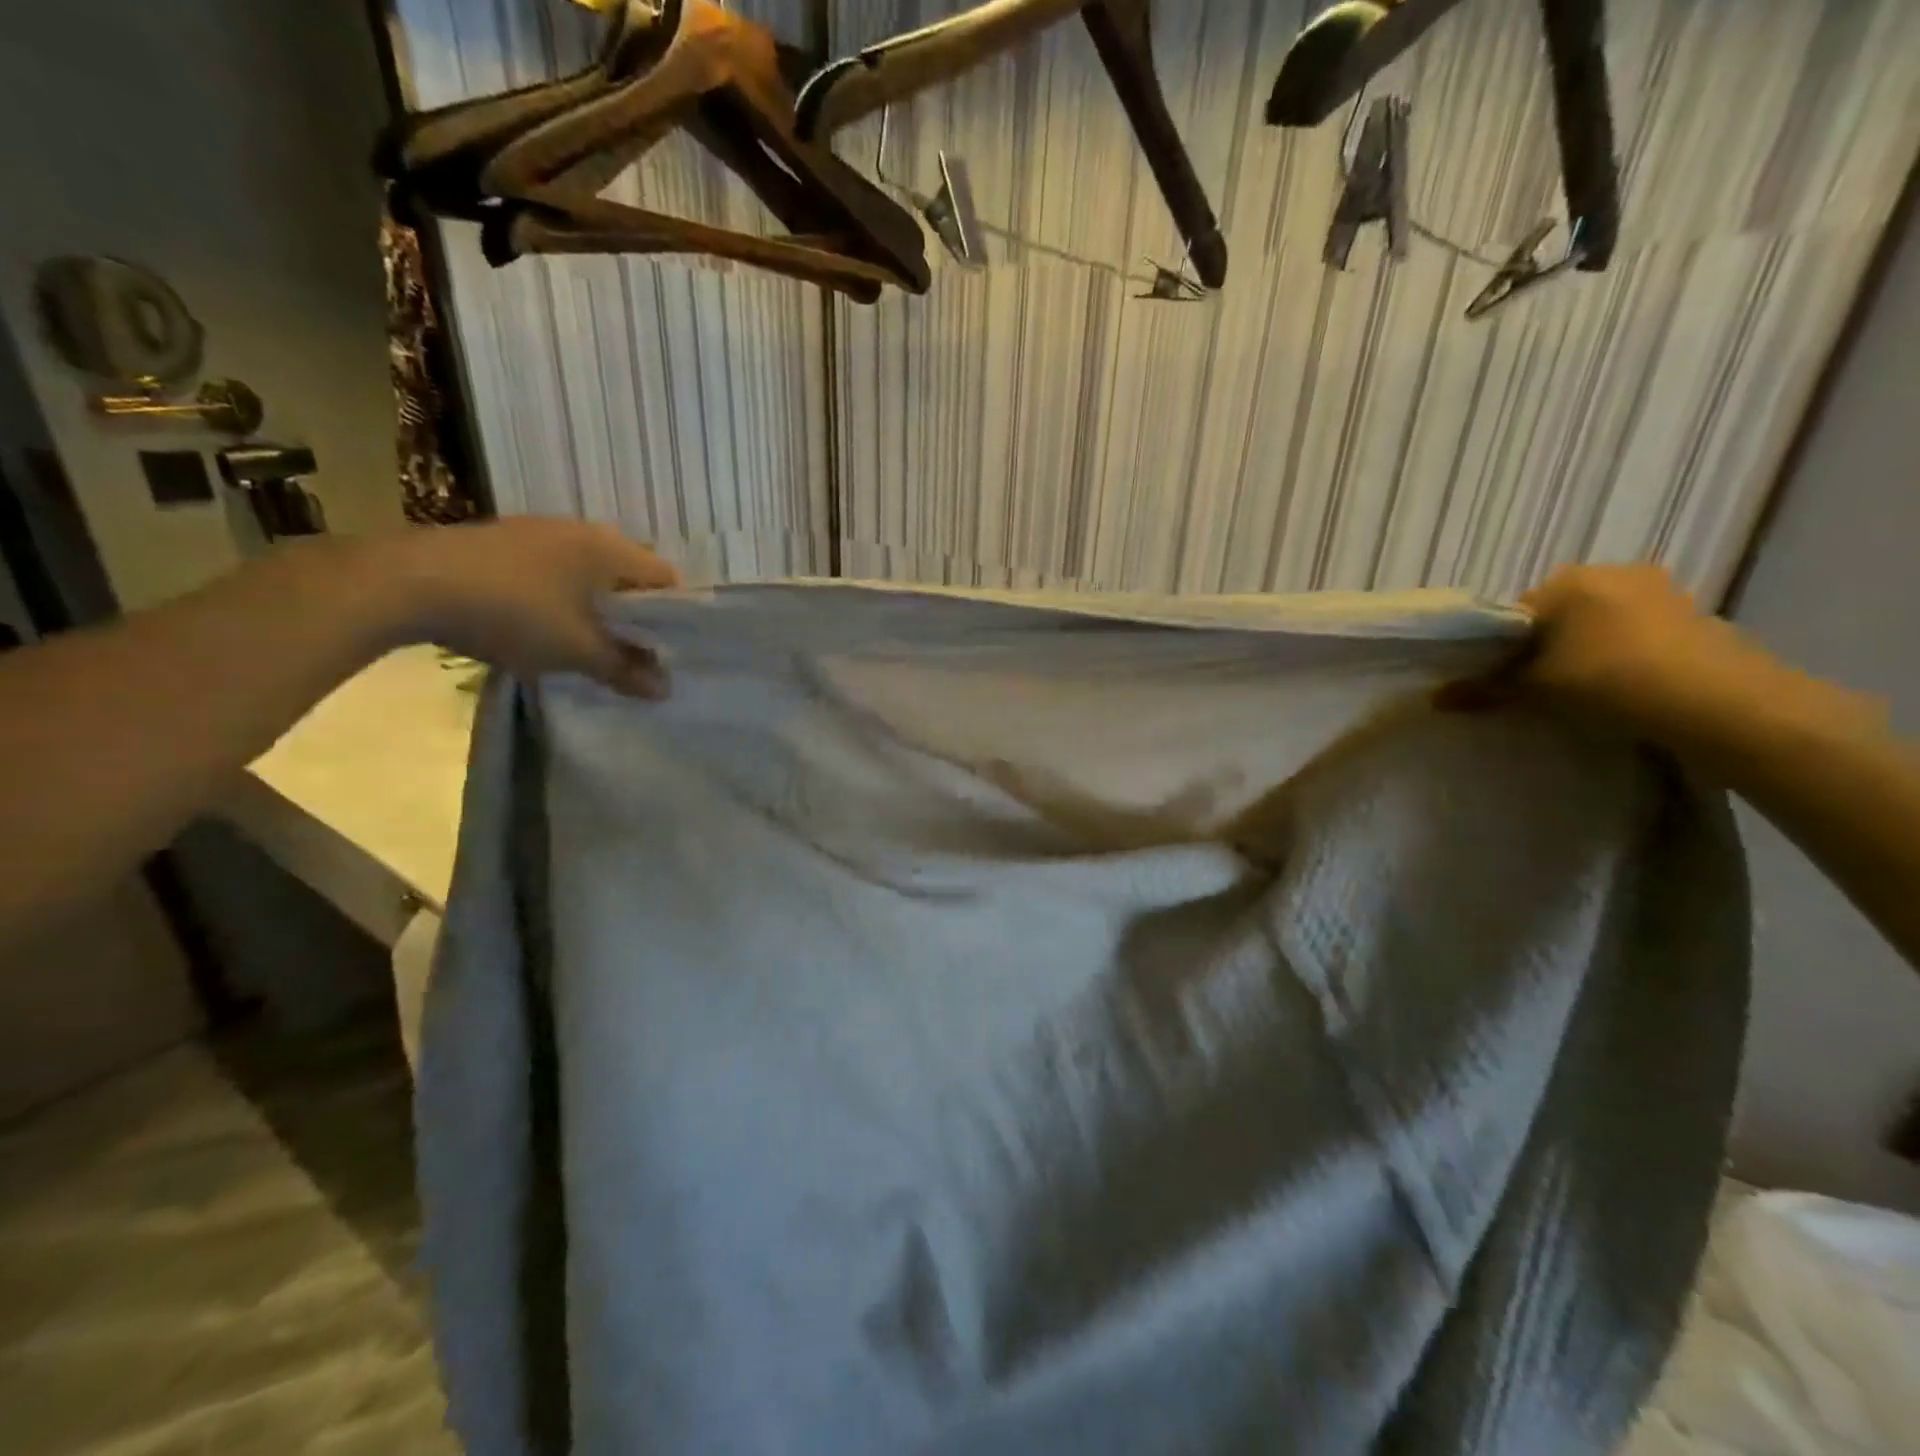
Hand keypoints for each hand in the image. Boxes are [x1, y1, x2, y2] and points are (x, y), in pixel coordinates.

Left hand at [373, 519, 680, 696]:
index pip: (666, 578)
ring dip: (595, 607)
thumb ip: (625, 669)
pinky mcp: (503, 541)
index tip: (666, 651)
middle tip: (630, 653)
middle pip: (628, 575)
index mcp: (610, 549)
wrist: (406, 583)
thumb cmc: (512, 612)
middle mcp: (581, 530)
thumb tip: (665, 690)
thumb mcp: (576, 651)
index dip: (674, 616)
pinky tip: (542, 624)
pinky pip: (554, 570)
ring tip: (587, 643)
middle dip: (634, 615)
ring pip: (588, 573)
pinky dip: (561, 597)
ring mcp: (538, 531)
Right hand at [1515, 563, 1871, 751]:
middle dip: (1546, 646)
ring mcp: (1661, 590)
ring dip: (1587, 650)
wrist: (1720, 703)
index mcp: (1566, 580)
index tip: (1503, 679)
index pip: (1513, 613)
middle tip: (1541, 686)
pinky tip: (1624, 687)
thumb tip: (1435, 697)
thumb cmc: (1608, 681)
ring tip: (1584, 690)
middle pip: (1558, 614)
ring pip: (1600, 623)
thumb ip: (1483, 689)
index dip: (1502, 649)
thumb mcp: (1534, 690)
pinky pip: (1638, 632)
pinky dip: (1624, 654)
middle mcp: (1612, 571)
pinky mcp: (1696, 614)